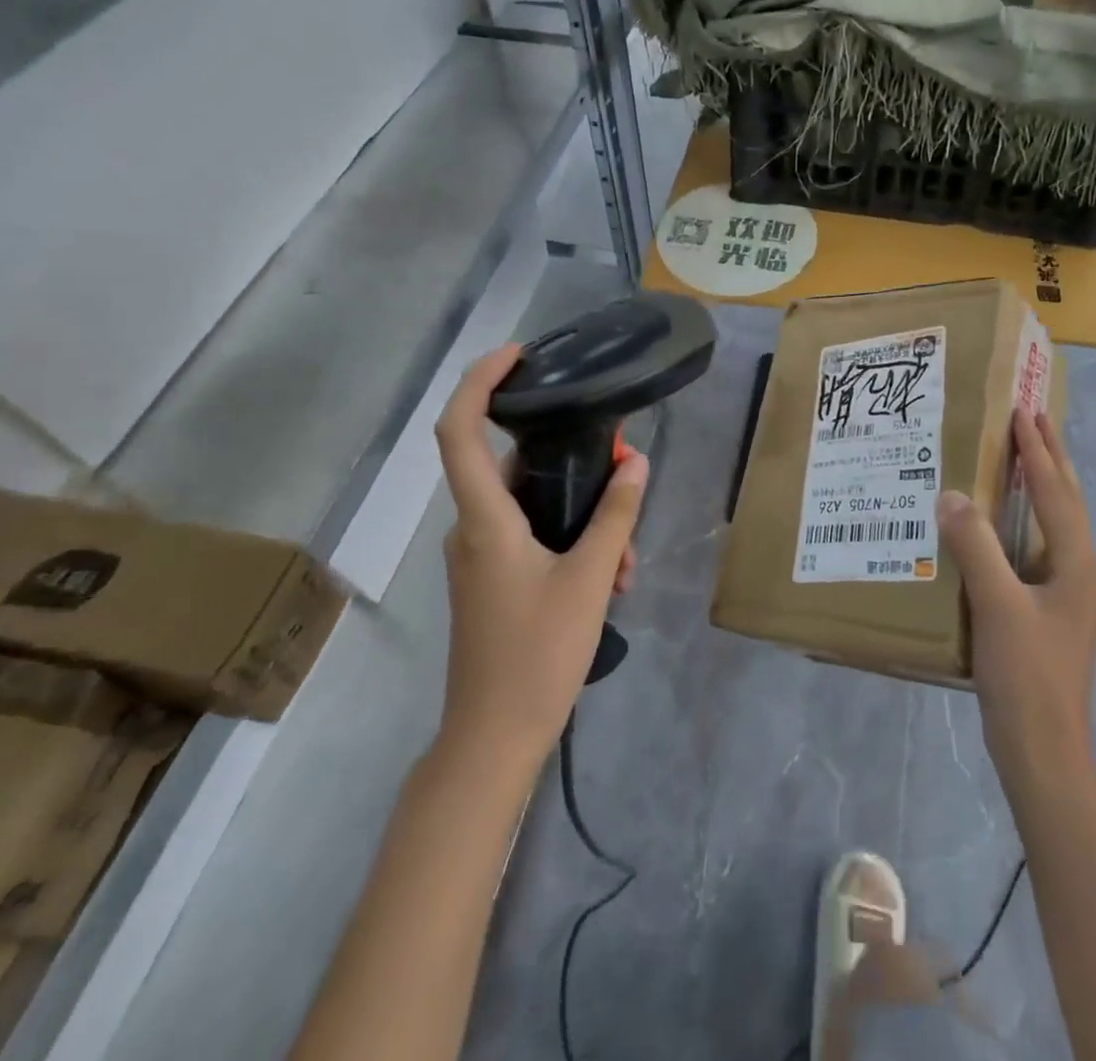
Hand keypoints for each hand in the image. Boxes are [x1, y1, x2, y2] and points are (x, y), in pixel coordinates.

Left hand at [431, 346, 650, 771]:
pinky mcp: (494, 579)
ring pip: (534, 507)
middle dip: (574, 463)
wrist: (494, 738)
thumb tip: (636, 462)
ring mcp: (482, 557)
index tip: (519, 355)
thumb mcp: (590, 579)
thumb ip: (614, 515)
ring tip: (627, 554)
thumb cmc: (537, 655)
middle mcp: (474, 529)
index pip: (459, 431)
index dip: (480, 382)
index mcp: (485, 520)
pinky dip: (573, 542)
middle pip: (516, 467)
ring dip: (584, 515)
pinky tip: (613, 576)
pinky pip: (534, 537)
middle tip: (624, 471)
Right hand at [937, 410, 1095, 790]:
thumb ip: (975, 546)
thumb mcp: (997, 605)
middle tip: (1032, 419)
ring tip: (1021, 457)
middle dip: (1051, 458)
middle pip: (1068, 501)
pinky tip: (1002, 525)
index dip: (1038, 450)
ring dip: (1042, 486)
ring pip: (1056, 524)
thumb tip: (952, 494)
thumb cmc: (1025, 675)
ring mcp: (1069, 595)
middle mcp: (1081, 571)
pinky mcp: (1052, 613)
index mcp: (1077, 563)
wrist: (1043, 751)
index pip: (1057, 491)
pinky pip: (1038, 548)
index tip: (1022, 411)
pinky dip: (1025, 521)